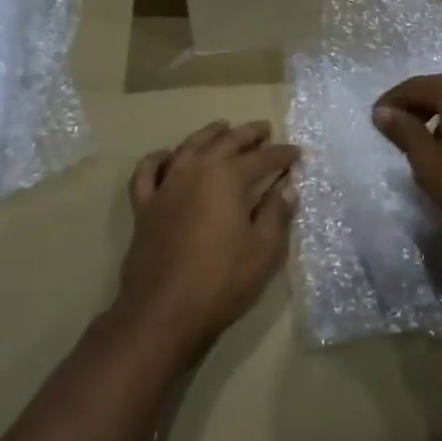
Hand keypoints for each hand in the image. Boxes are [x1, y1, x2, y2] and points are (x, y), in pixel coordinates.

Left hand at [118, 120, 299, 361]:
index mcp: (227, 177)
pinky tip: (168, 155)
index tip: (297, 154)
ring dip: (209, 134)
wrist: (162, 313)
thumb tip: (287, 186)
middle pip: (225, 142)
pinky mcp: (144, 207)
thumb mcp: (263, 250)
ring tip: (223, 128)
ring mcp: (166, 186)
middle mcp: (195, 171)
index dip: (282, 154)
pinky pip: (148, 172)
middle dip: (248, 134)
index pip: (262, 158)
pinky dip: (158, 158)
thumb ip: (276, 213)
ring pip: (188, 147)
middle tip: (265, 129)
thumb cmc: (221, 281)